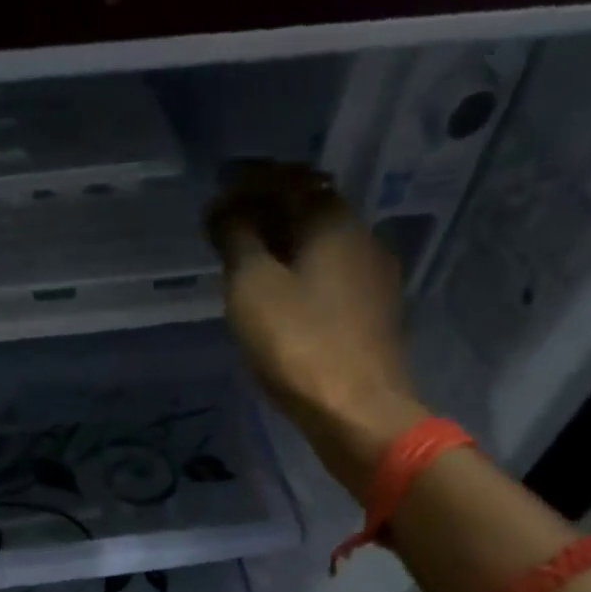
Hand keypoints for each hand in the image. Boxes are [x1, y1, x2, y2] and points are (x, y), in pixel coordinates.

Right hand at [206, 161, 424, 488]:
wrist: (357, 411)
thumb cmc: (297, 344)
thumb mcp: (252, 288)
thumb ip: (237, 240)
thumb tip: (225, 209)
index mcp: (333, 221)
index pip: (288, 180)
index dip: (248, 183)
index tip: (216, 198)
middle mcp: (362, 237)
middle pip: (310, 207)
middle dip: (267, 211)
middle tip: (227, 228)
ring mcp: (374, 276)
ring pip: (322, 243)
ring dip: (285, 243)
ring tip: (248, 262)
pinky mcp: (375, 312)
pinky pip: (331, 274)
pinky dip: (301, 271)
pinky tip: (281, 295)